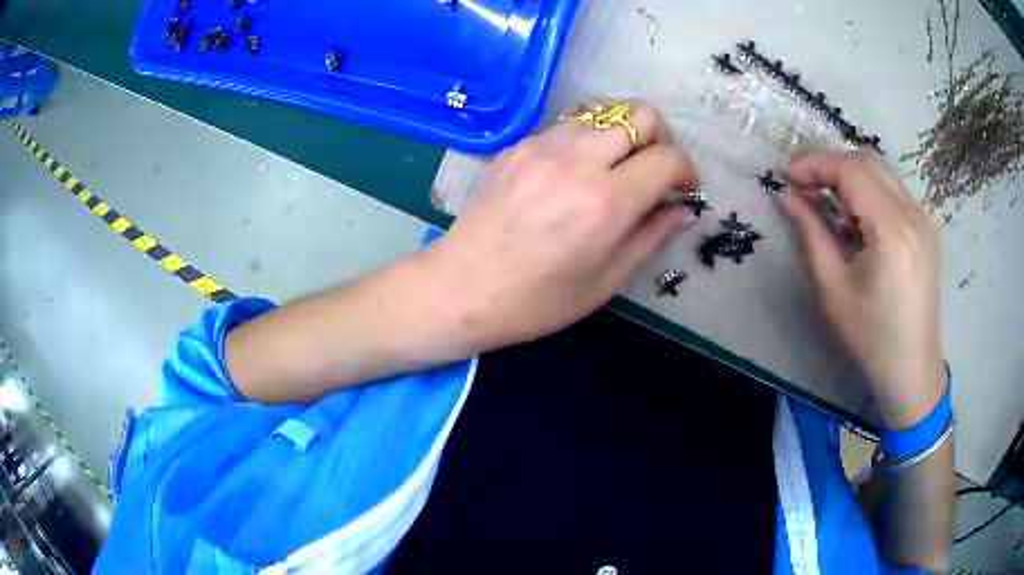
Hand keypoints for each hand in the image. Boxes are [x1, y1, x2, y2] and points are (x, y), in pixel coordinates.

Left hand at [422, 100, 698, 353]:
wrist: (460, 289)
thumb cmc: (537, 301)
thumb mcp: (606, 280)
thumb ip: (651, 235)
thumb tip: (681, 208)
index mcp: (606, 202)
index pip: (667, 158)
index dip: (686, 171)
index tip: (684, 189)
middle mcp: (577, 160)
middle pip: (640, 113)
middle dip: (660, 138)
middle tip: (654, 169)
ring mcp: (541, 146)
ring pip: (603, 111)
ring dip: (622, 134)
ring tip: (616, 168)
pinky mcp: (517, 145)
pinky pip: (568, 125)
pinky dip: (587, 139)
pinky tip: (575, 172)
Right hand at [782, 151, 944, 428]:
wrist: (912, 370)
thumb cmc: (871, 339)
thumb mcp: (833, 291)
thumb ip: (811, 235)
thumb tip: (787, 198)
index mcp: (892, 230)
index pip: (850, 170)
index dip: (814, 164)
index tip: (787, 178)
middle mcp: (913, 214)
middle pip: (867, 160)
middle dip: (830, 164)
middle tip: (804, 187)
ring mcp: (924, 219)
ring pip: (882, 171)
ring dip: (850, 175)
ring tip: (827, 202)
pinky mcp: (926, 229)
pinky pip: (894, 190)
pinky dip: (869, 190)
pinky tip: (857, 219)